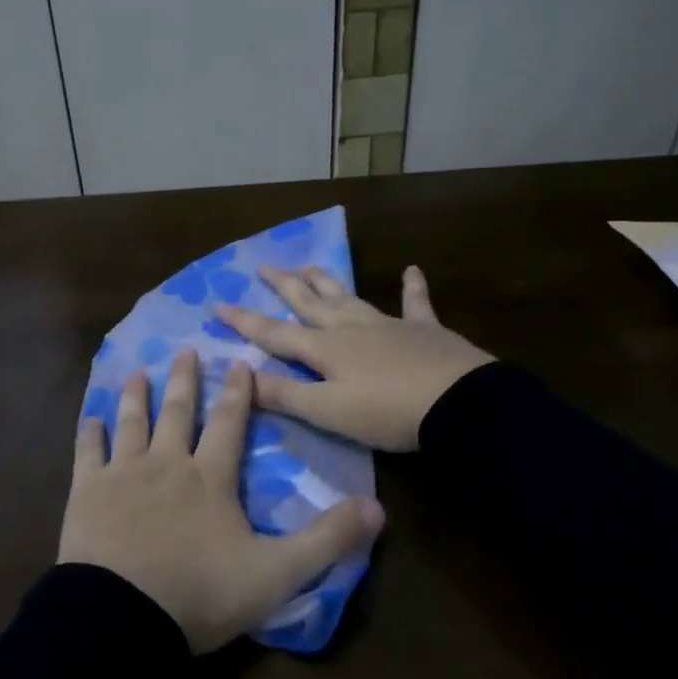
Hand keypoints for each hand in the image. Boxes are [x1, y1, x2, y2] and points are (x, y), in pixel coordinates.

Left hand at [59, 348, 384, 653]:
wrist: (123, 615)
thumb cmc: (201, 594)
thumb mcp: (277, 573)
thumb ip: (327, 540)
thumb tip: (379, 507)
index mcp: (211, 478)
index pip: (230, 424)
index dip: (238, 392)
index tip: (240, 362)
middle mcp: (167, 463)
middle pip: (179, 413)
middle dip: (186, 380)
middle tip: (186, 350)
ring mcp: (123, 474)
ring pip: (133, 422)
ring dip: (137, 395)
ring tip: (139, 371)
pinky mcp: (88, 492)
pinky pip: (88, 453)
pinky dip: (90, 433)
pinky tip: (90, 417)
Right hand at [215, 264, 493, 452]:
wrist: (460, 404)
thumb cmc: (387, 412)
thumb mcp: (328, 411)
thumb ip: (284, 395)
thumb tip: (240, 379)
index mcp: (325, 349)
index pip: (274, 333)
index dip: (244, 321)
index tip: (217, 303)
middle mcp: (351, 328)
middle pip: (309, 303)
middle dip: (283, 287)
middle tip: (263, 267)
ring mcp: (389, 325)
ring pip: (349, 297)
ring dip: (327, 282)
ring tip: (309, 266)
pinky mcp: (425, 331)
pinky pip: (415, 303)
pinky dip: (412, 287)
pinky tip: (412, 270)